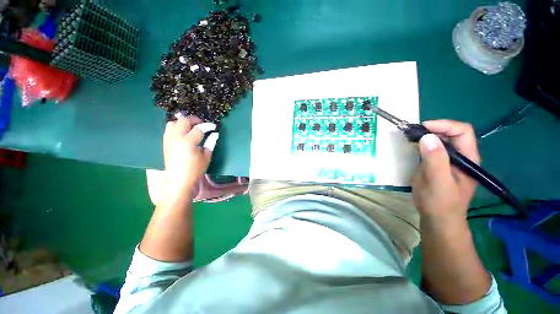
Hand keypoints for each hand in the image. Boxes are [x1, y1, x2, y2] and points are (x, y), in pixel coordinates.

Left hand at [163, 116, 218, 198]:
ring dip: (183, 122)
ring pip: (173, 122)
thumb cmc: (195, 170)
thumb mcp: (206, 157)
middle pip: (184, 120)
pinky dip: (177, 126)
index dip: (208, 126)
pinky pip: (169, 129)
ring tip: (192, 127)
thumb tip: (215, 134)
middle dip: (195, 119)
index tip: (214, 126)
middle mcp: (176, 138)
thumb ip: (210, 143)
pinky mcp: (165, 142)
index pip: (199, 128)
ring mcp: (168, 139)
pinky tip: (183, 132)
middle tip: (203, 124)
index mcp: (188, 142)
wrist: (178, 180)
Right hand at [412, 120, 479, 220]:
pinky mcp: (439, 165)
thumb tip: (427, 137)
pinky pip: (433, 149)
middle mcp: (461, 157)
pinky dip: (423, 145)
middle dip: (433, 129)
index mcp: (468, 158)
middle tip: (413, 133)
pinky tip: (413, 147)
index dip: (444, 125)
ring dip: (427, 136)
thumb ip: (435, 159)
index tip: (422, 128)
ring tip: (411, 138)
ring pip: (441, 141)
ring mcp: (450, 161)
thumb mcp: (438, 181)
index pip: (462, 131)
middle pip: (451, 134)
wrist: (437, 219)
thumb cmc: (440, 202)